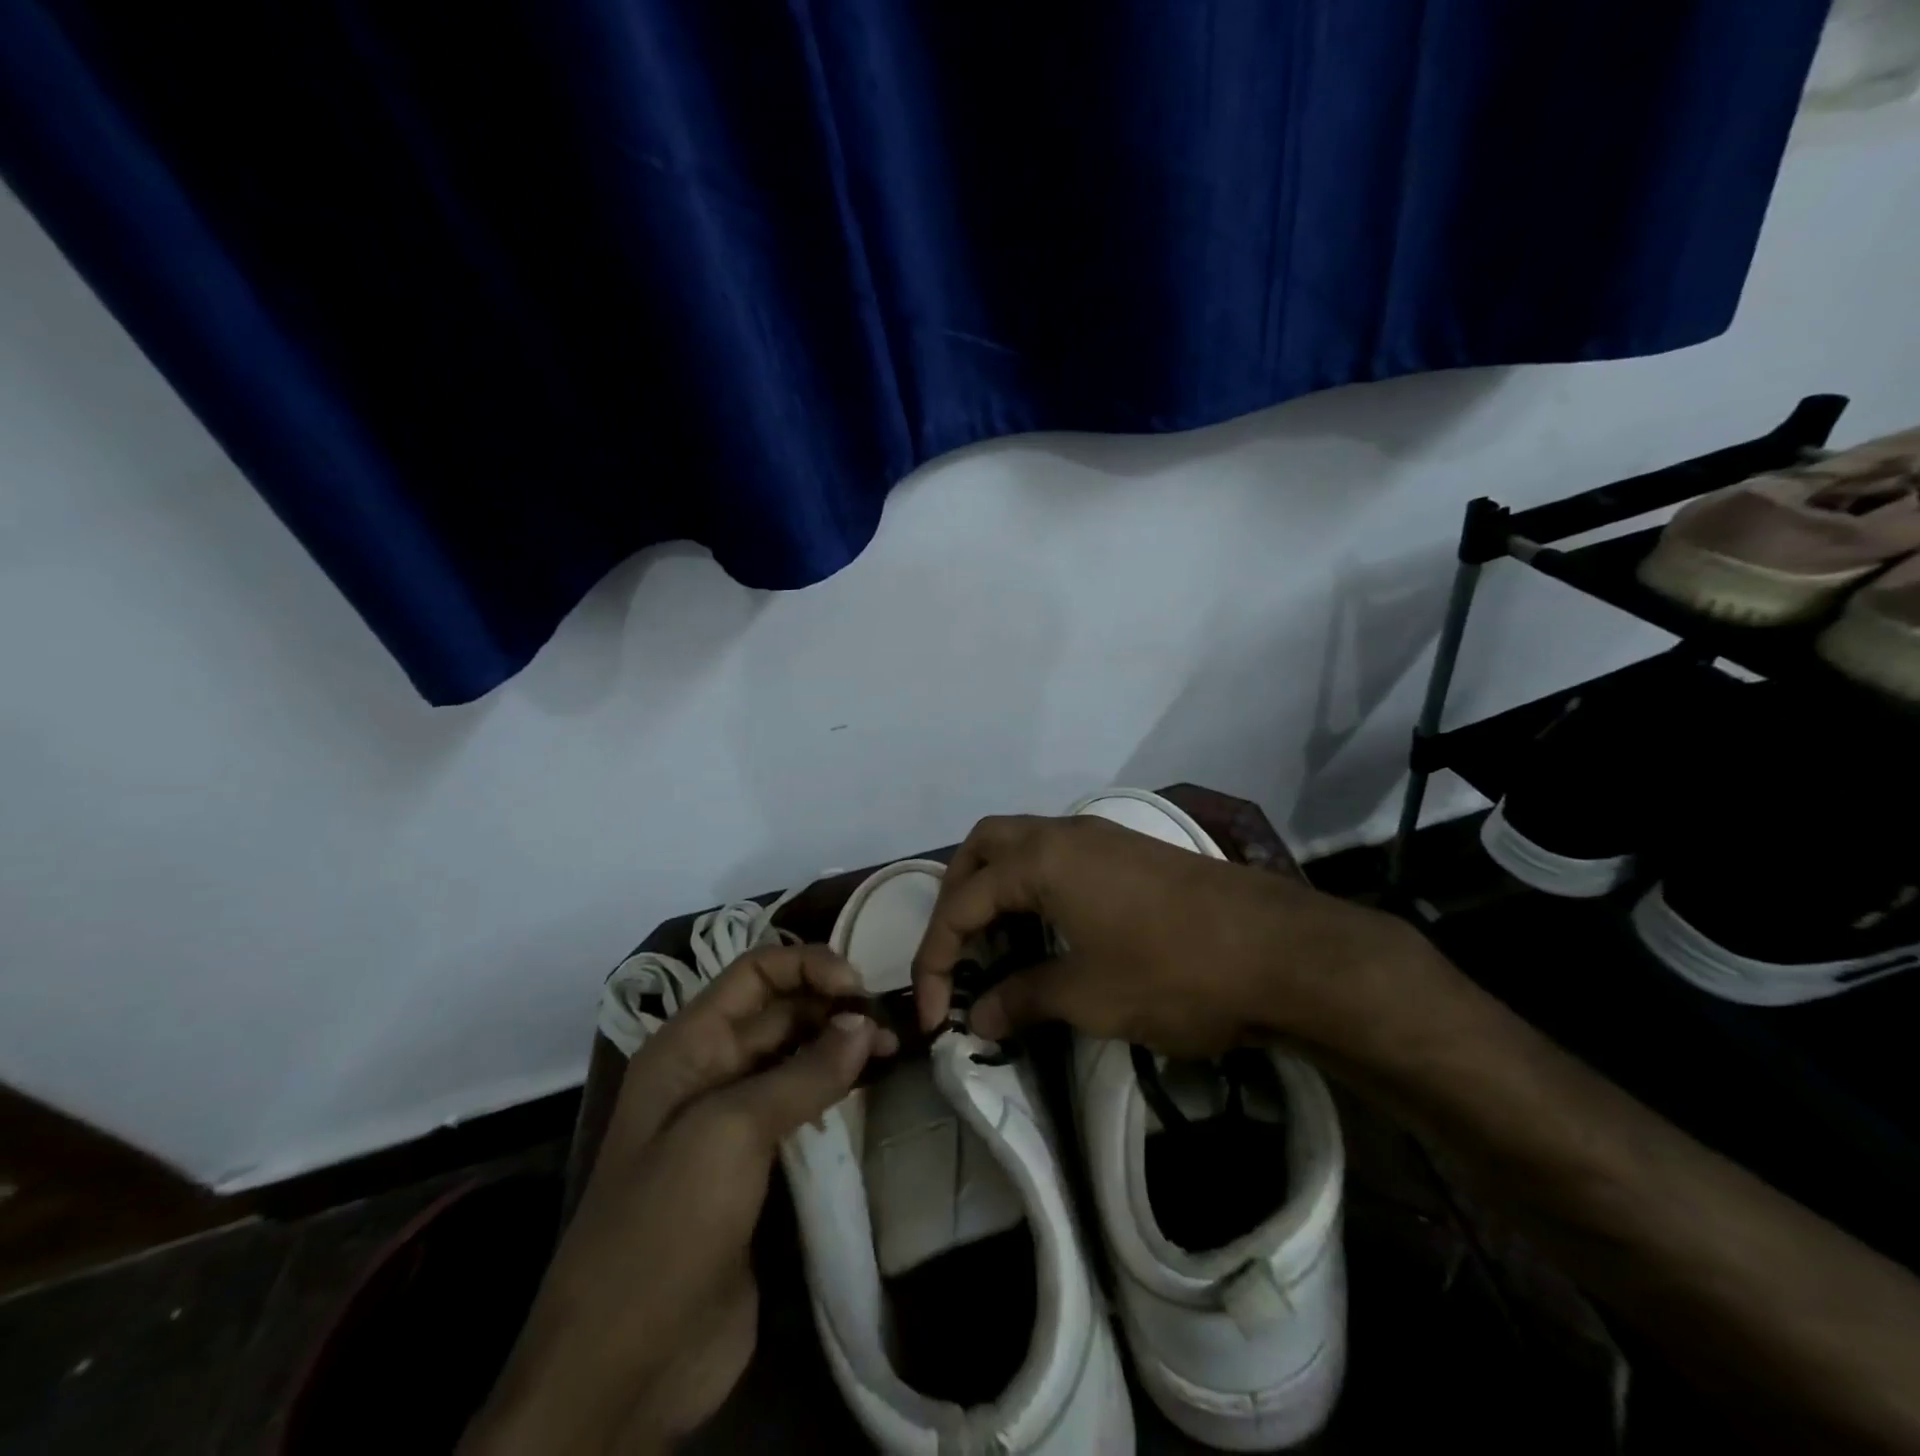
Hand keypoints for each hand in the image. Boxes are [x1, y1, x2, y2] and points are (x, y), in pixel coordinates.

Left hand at [462, 946, 894, 1454]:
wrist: (626, 1364)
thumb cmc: (667, 1224)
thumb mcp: (730, 1132)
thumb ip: (803, 1072)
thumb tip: (863, 1023)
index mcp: (688, 1044)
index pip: (755, 972)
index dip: (808, 965)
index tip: (860, 987)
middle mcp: (711, 1069)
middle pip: (780, 1010)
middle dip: (833, 1005)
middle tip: (891, 1022)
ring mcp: (733, 1119)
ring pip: (796, 1057)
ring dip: (842, 1045)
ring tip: (893, 1049)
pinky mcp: (757, 1165)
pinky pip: (803, 1107)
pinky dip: (838, 1090)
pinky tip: (872, 1090)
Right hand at [912, 813, 1433, 1058]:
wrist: (1283, 952)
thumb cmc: (1175, 972)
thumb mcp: (1090, 996)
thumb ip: (1023, 999)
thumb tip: (978, 1018)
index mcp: (1042, 858)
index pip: (962, 902)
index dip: (937, 958)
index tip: (935, 1017)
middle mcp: (1064, 832)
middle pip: (984, 848)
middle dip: (958, 899)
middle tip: (957, 952)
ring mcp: (1101, 837)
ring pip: (1023, 846)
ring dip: (996, 889)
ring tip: (995, 945)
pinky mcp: (1129, 852)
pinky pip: (1058, 857)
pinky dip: (1034, 887)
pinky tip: (1047, 930)